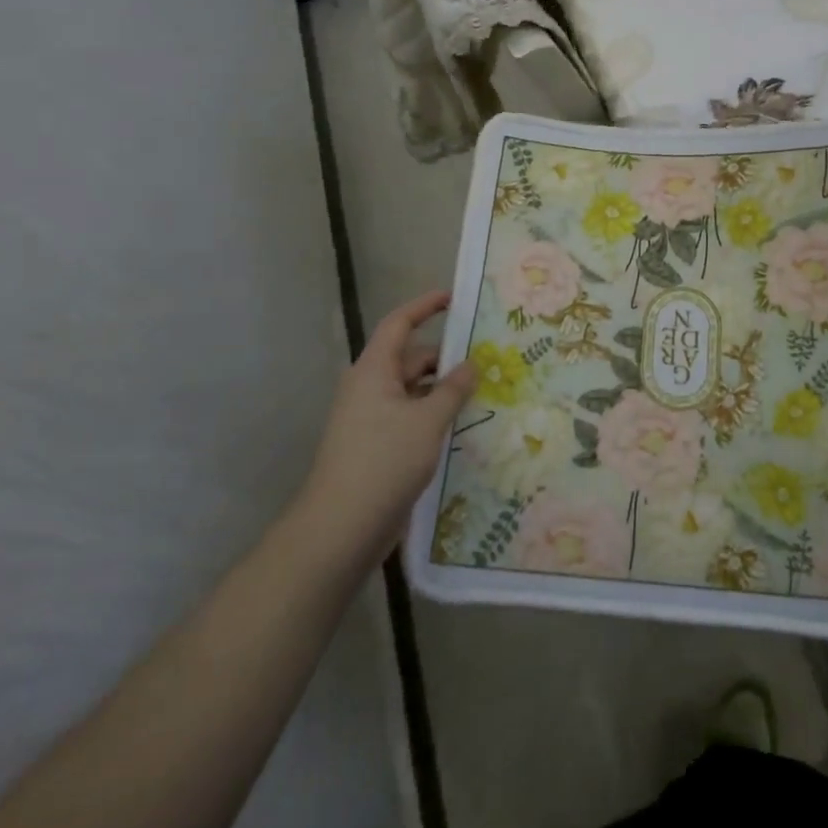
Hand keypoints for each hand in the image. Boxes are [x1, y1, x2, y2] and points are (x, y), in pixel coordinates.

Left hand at [296, 290, 475, 565]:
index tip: (454, 298)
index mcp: (374, 370)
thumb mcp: (428, 420)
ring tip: (482, 393)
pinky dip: (432, 415)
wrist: (340, 528)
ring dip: (442, 390)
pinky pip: (409, 417)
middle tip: (486, 359)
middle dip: (446, 357)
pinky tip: (460, 427)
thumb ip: (453, 389)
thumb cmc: (384, 461)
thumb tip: (471, 364)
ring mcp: (370, 418)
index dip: (425, 306)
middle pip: (410, 358)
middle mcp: (369, 387)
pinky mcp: (375, 446)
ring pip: (412, 391)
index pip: (399, 323)